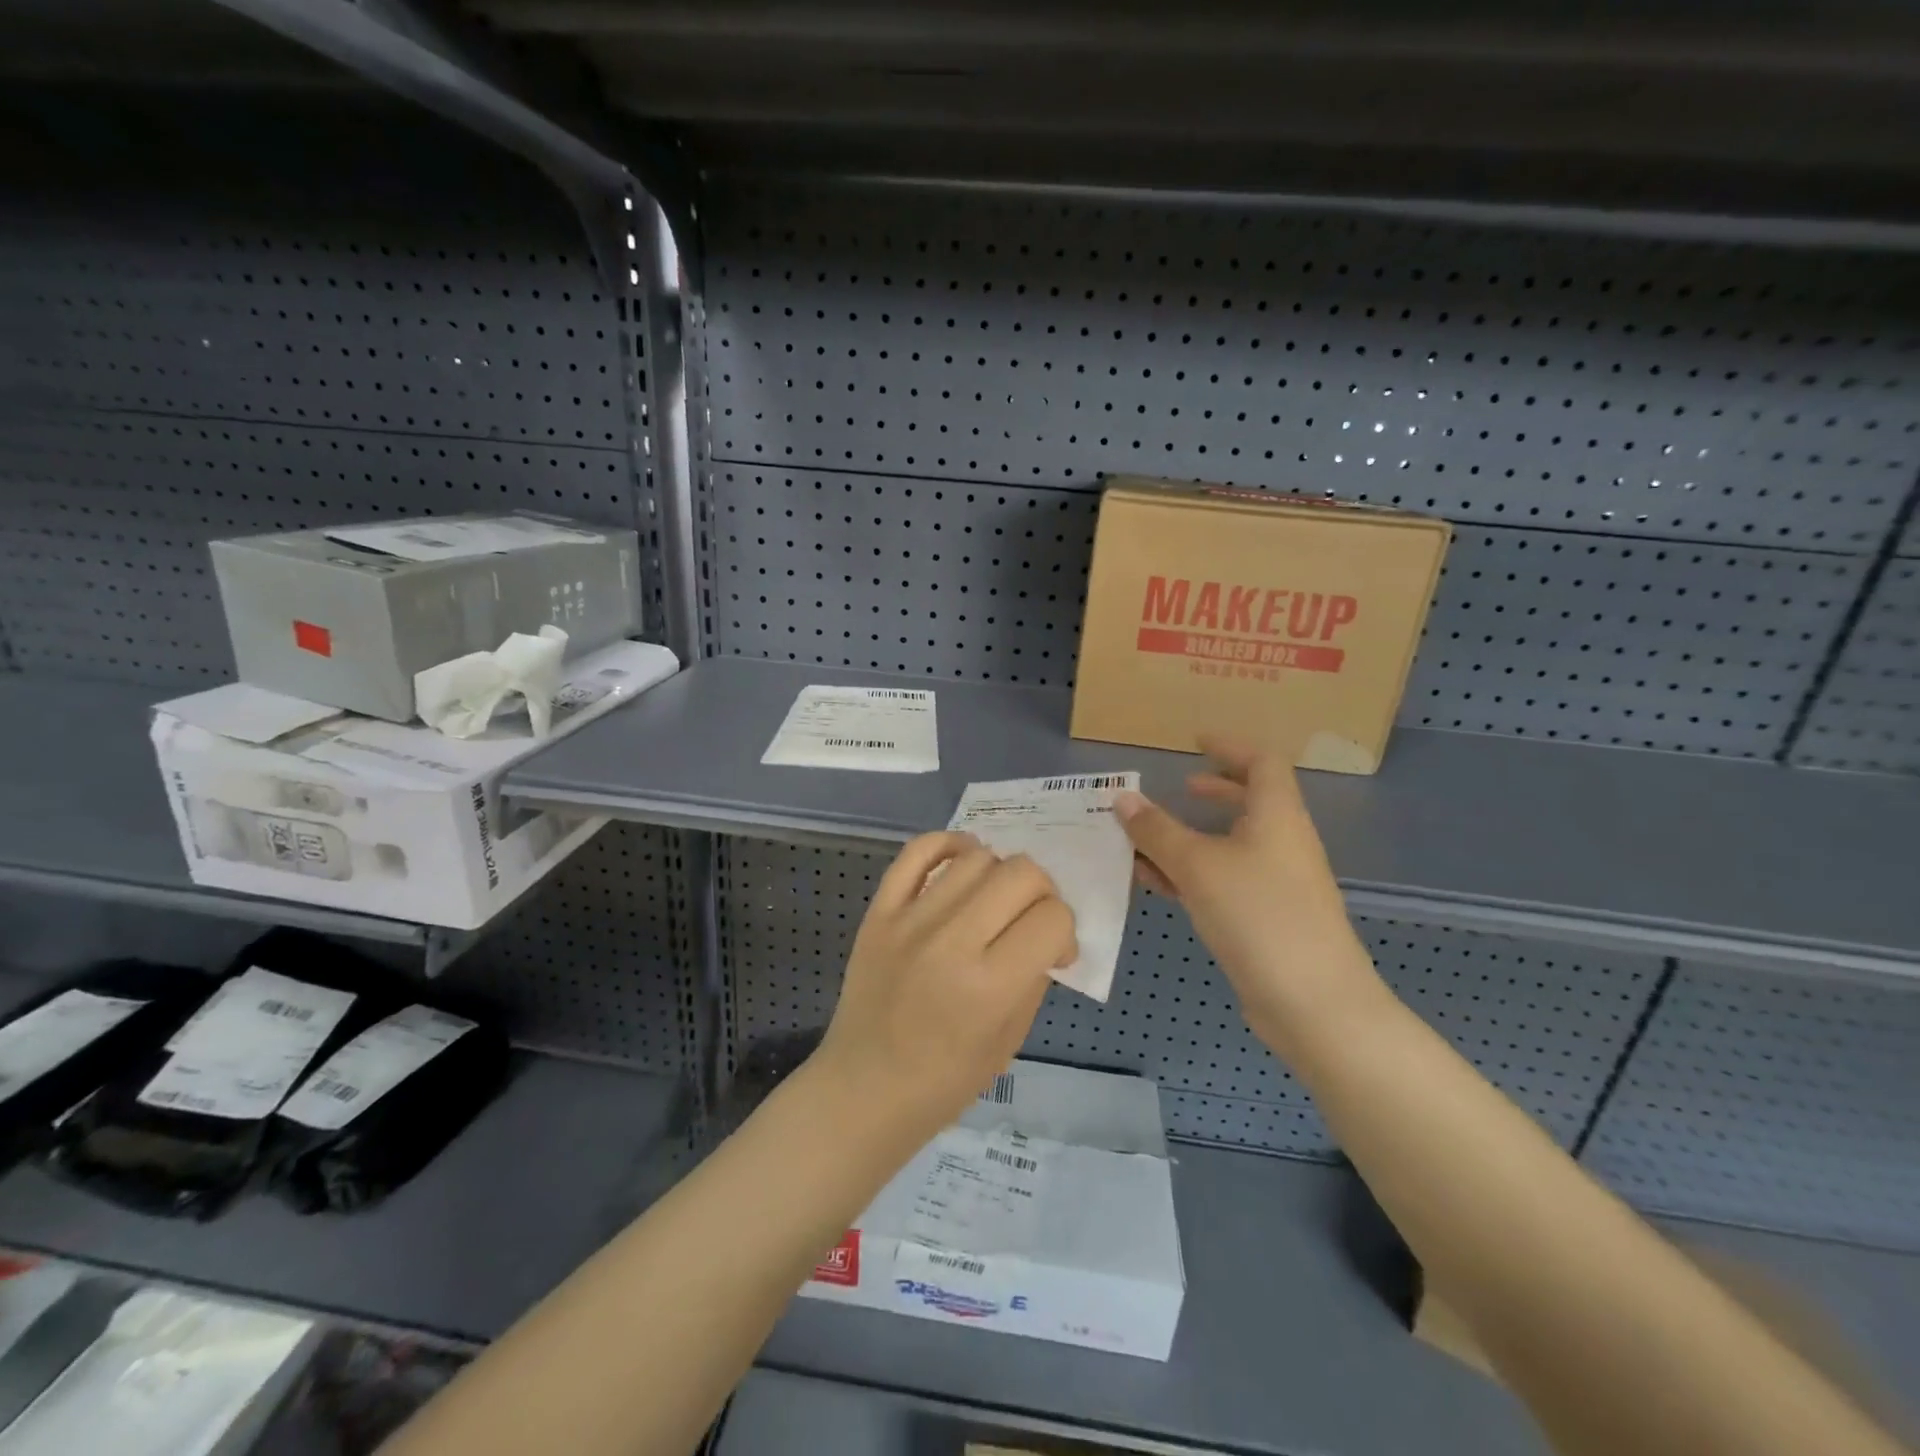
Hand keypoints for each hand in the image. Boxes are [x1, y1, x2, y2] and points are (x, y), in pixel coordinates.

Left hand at [813, 832, 1076, 1143]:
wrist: (864, 1088)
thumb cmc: (944, 1080)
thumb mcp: (1009, 1040)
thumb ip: (1033, 977)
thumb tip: (1044, 932)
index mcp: (990, 986)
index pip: (1053, 918)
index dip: (1065, 930)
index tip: (1055, 951)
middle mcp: (952, 941)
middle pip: (1022, 873)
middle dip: (1043, 892)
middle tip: (1031, 920)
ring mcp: (910, 920)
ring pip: (977, 856)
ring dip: (1000, 872)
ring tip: (994, 899)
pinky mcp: (880, 910)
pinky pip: (918, 850)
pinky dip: (948, 843)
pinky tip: (963, 860)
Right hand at [1114, 738, 1383, 1050]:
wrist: (1312, 1002)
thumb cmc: (1258, 914)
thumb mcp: (1197, 865)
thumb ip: (1156, 830)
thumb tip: (1123, 797)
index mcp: (1277, 816)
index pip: (1262, 762)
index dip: (1230, 746)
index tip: (1196, 742)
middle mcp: (1283, 843)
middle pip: (1251, 802)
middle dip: (1213, 792)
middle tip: (1178, 788)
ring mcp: (1278, 883)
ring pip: (1231, 846)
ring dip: (1192, 838)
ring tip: (1148, 841)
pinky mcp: (1267, 919)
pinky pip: (1225, 881)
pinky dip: (1193, 874)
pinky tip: (1157, 884)